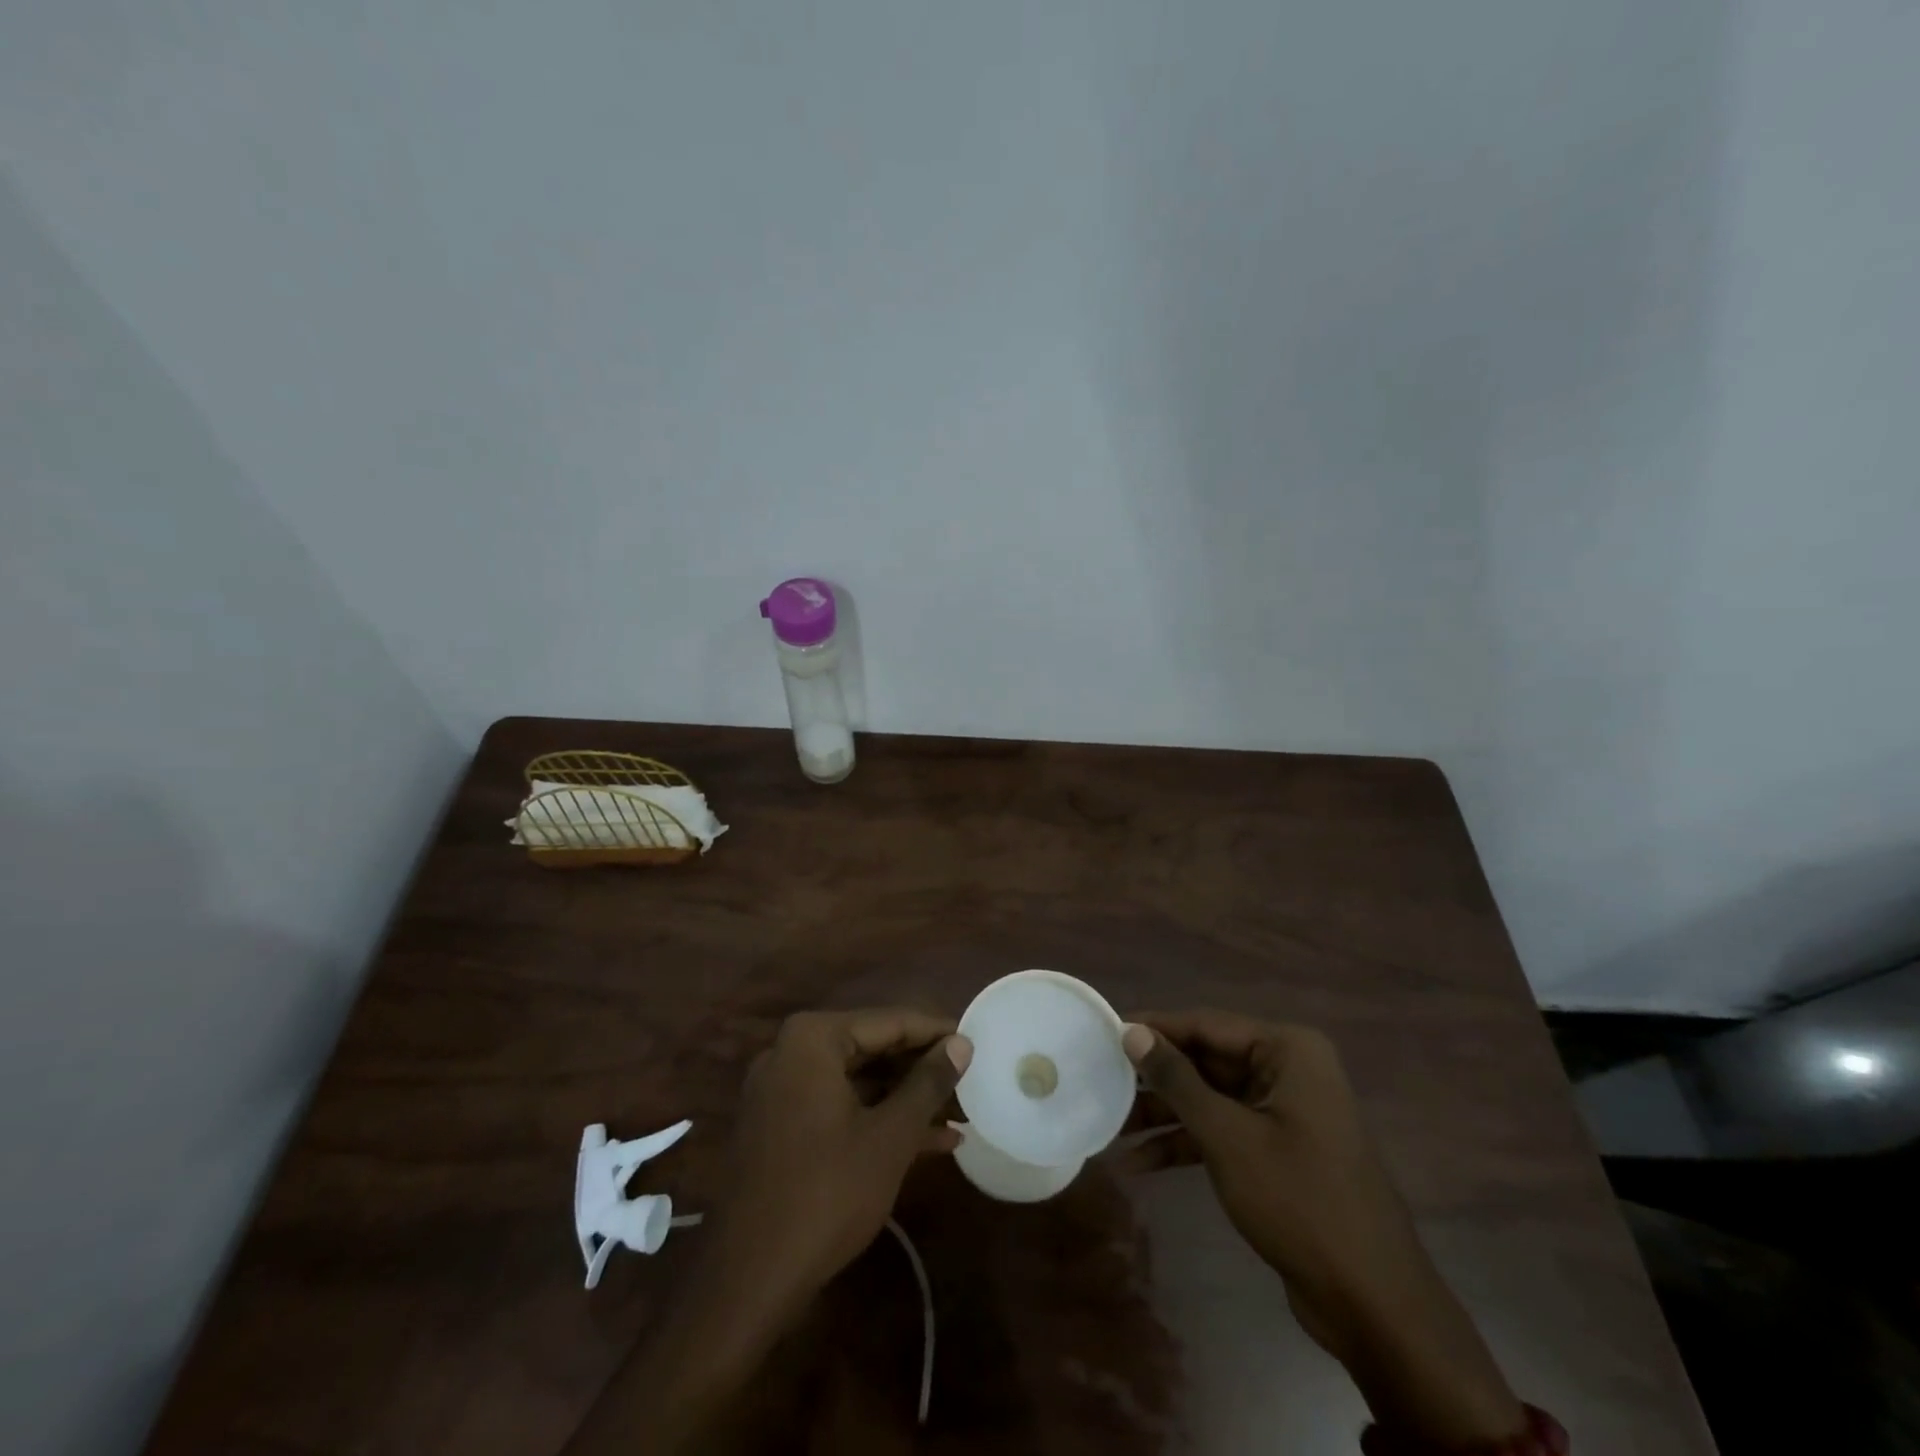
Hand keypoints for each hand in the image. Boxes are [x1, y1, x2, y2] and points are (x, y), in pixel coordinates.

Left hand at [565, 1008, 969, 1454]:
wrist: (748, 1281)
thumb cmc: (827, 1193)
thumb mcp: (891, 1135)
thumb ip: (928, 1082)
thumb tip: (962, 1042)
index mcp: (813, 1039)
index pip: (889, 1021)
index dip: (937, 1032)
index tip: (977, 1041)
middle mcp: (791, 1052)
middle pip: (872, 1048)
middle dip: (922, 1069)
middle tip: (971, 1078)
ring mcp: (782, 1091)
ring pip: (858, 1081)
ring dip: (906, 1098)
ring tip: (961, 1112)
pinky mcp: (780, 1127)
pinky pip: (839, 1107)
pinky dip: (878, 1120)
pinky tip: (930, 1141)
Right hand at [1122, 1011, 1525, 1448]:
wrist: (1374, 1304)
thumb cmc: (1299, 1201)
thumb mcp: (1227, 1136)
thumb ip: (1177, 1080)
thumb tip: (1131, 1032)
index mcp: (1287, 1051)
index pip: (1206, 1024)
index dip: (1154, 1029)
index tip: (1105, 1032)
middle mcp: (1287, 1070)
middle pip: (1206, 1061)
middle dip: (1155, 1079)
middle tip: (1102, 1080)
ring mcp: (1284, 1112)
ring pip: (1210, 1098)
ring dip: (1164, 1115)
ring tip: (1111, 1126)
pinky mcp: (1279, 1150)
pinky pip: (1223, 1131)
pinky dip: (1186, 1144)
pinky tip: (1141, 1163)